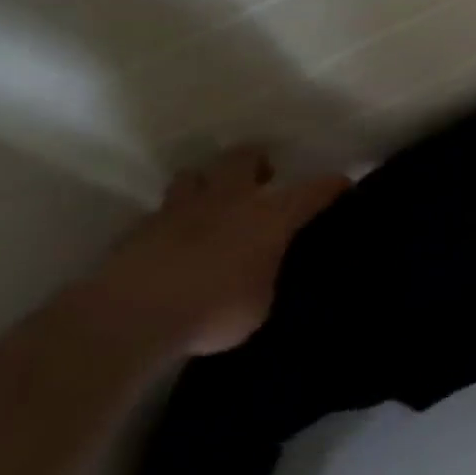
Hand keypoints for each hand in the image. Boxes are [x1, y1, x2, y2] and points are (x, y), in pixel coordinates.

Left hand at [81, 147, 347, 358]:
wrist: (131, 317)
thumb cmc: (213, 311)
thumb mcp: (260, 305)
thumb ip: (265, 278)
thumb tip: (260, 274)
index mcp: (270, 215)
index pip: (315, 189)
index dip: (333, 186)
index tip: (344, 186)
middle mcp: (230, 200)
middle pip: (245, 157)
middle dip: (256, 164)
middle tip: (261, 182)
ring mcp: (180, 209)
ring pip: (195, 176)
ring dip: (205, 186)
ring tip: (209, 208)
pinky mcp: (138, 230)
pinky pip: (158, 216)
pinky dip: (168, 225)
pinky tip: (168, 246)